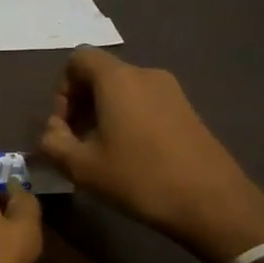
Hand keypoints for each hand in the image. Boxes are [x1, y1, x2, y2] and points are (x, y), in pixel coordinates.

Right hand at [37, 49, 263, 262]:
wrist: (212, 202)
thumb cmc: (139, 178)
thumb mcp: (81, 166)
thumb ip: (52, 143)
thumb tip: (51, 131)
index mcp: (117, 80)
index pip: (78, 59)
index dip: (62, 88)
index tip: (64, 125)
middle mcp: (145, 74)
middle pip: (100, 75)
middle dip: (80, 105)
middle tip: (76, 143)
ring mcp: (171, 91)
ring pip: (122, 91)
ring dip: (103, 114)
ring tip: (101, 153)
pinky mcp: (187, 110)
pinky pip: (144, 102)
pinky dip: (127, 120)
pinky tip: (129, 156)